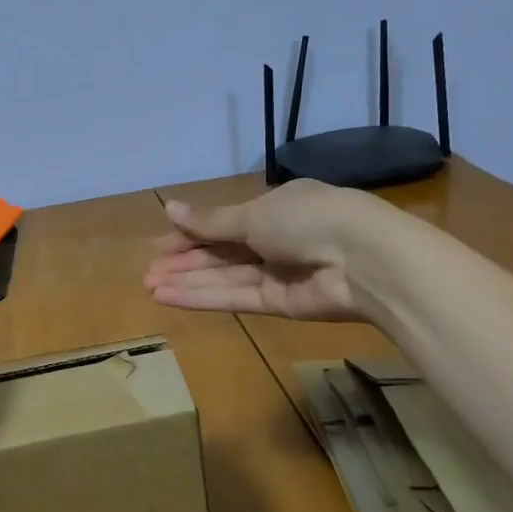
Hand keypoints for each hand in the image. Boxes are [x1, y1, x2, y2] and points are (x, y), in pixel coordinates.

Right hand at [144, 179, 378, 320]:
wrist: (364, 260)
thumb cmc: (307, 218)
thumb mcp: (253, 214)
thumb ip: (210, 222)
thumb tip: (169, 208)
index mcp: (274, 207)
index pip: (224, 222)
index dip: (191, 233)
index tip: (159, 245)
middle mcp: (275, 238)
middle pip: (221, 252)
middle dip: (185, 261)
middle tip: (148, 272)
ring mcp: (279, 273)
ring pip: (224, 277)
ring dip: (188, 281)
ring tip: (150, 288)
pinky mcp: (281, 304)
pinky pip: (236, 298)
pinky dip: (204, 298)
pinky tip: (172, 298)